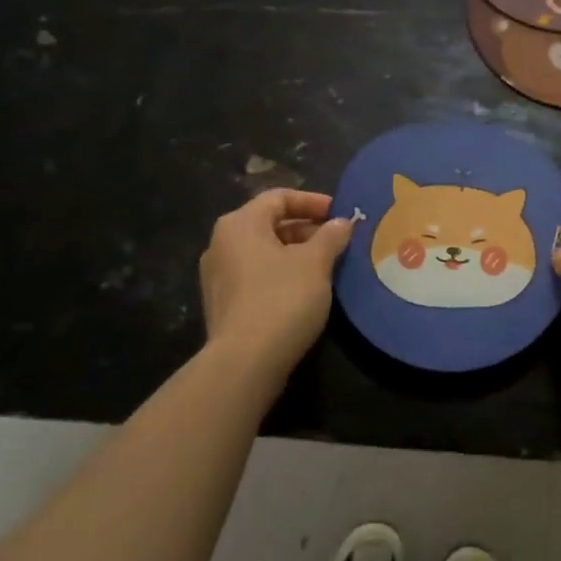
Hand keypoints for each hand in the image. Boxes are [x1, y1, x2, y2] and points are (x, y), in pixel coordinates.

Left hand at [199, 189, 352, 401]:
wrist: (245, 362)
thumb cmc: (282, 299)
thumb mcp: (315, 262)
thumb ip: (331, 236)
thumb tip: (342, 223)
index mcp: (240, 224)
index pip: (278, 197)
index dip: (312, 202)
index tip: (340, 214)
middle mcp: (221, 244)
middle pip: (269, 224)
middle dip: (307, 229)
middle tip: (338, 241)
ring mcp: (218, 276)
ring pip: (264, 252)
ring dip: (296, 254)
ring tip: (327, 266)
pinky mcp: (223, 304)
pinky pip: (257, 276)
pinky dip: (282, 275)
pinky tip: (306, 290)